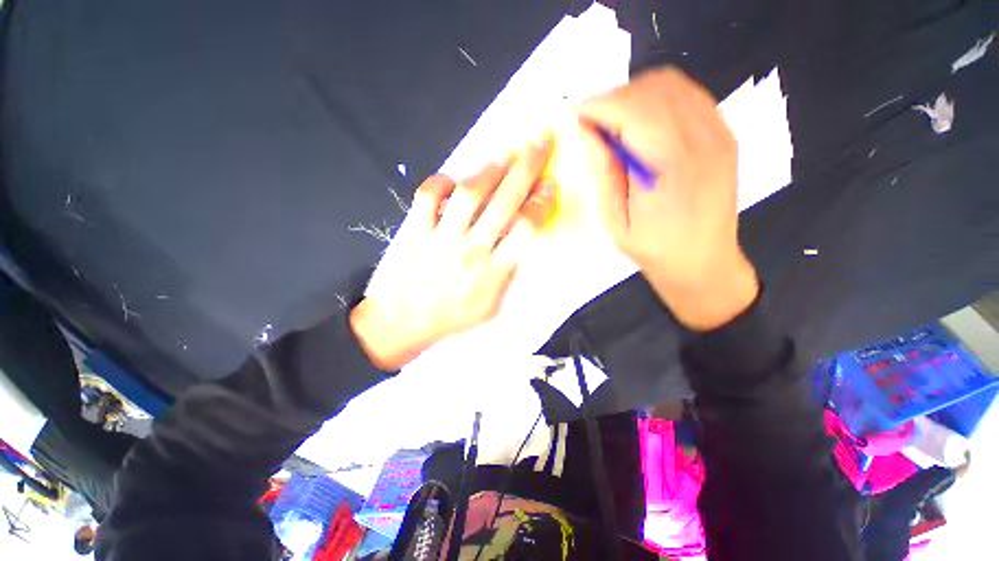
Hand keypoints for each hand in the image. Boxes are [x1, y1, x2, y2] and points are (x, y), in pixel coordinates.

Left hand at [350, 135, 554, 369]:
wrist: (401, 324)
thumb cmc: (451, 319)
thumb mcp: (491, 308)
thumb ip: (507, 275)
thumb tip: (518, 243)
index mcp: (493, 273)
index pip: (525, 230)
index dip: (540, 203)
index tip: (549, 185)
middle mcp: (470, 251)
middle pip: (504, 202)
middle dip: (526, 167)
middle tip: (539, 140)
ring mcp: (440, 239)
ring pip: (469, 194)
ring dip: (489, 171)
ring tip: (504, 157)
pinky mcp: (414, 232)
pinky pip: (428, 196)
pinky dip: (441, 182)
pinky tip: (453, 182)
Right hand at [579, 67, 758, 329]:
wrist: (704, 262)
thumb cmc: (654, 249)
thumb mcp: (616, 221)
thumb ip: (603, 173)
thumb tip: (586, 133)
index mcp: (671, 167)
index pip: (635, 110)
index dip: (601, 105)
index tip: (578, 115)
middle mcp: (702, 141)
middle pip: (654, 89)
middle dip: (615, 98)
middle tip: (593, 124)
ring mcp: (719, 134)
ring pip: (673, 85)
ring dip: (635, 96)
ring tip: (614, 124)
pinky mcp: (724, 135)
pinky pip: (688, 96)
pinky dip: (658, 100)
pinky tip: (643, 125)